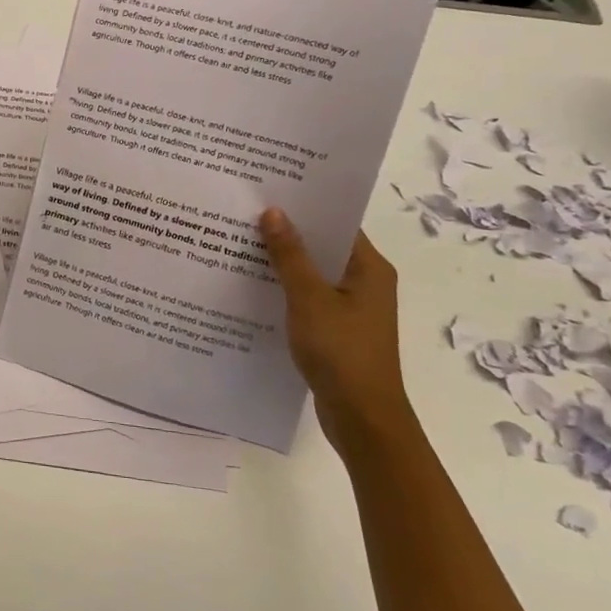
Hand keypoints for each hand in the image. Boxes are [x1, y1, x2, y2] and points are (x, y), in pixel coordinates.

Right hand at [259, 209, 414, 456]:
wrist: (362, 420)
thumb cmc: (341, 353)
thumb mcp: (309, 298)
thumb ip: (290, 255)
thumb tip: (274, 211)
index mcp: (369, 269)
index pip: (336, 223)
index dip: (305, 207)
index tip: (268, 191)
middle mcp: (365, 283)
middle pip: (323, 247)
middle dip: (287, 233)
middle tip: (245, 213)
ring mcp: (352, 309)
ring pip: (313, 274)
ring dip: (283, 263)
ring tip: (241, 244)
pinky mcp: (337, 331)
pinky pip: (308, 298)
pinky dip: (285, 290)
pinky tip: (252, 286)